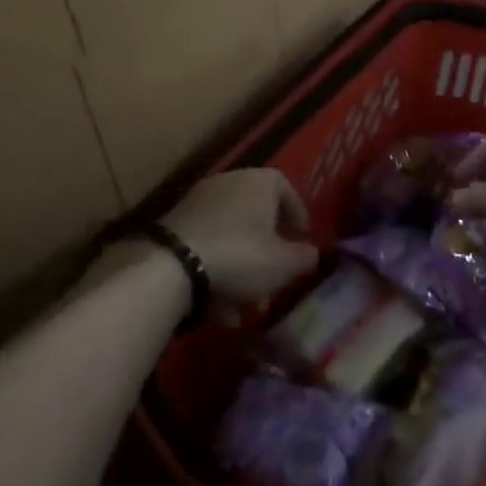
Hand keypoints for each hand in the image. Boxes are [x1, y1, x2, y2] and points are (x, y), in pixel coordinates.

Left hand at [162, 170, 317, 304]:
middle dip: (266, 247)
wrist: (173, 263)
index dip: (297, 215)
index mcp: (260, 181)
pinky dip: (216, 268)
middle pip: (256, 214)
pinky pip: (207, 243)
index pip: (286, 189)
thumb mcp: (284, 264)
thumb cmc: (241, 255)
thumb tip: (311, 252)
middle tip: (273, 273)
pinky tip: (217, 305)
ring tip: (243, 303)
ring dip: (240, 265)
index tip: (301, 239)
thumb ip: (304, 257)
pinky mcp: (176, 221)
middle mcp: (230, 180)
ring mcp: (199, 199)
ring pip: (230, 233)